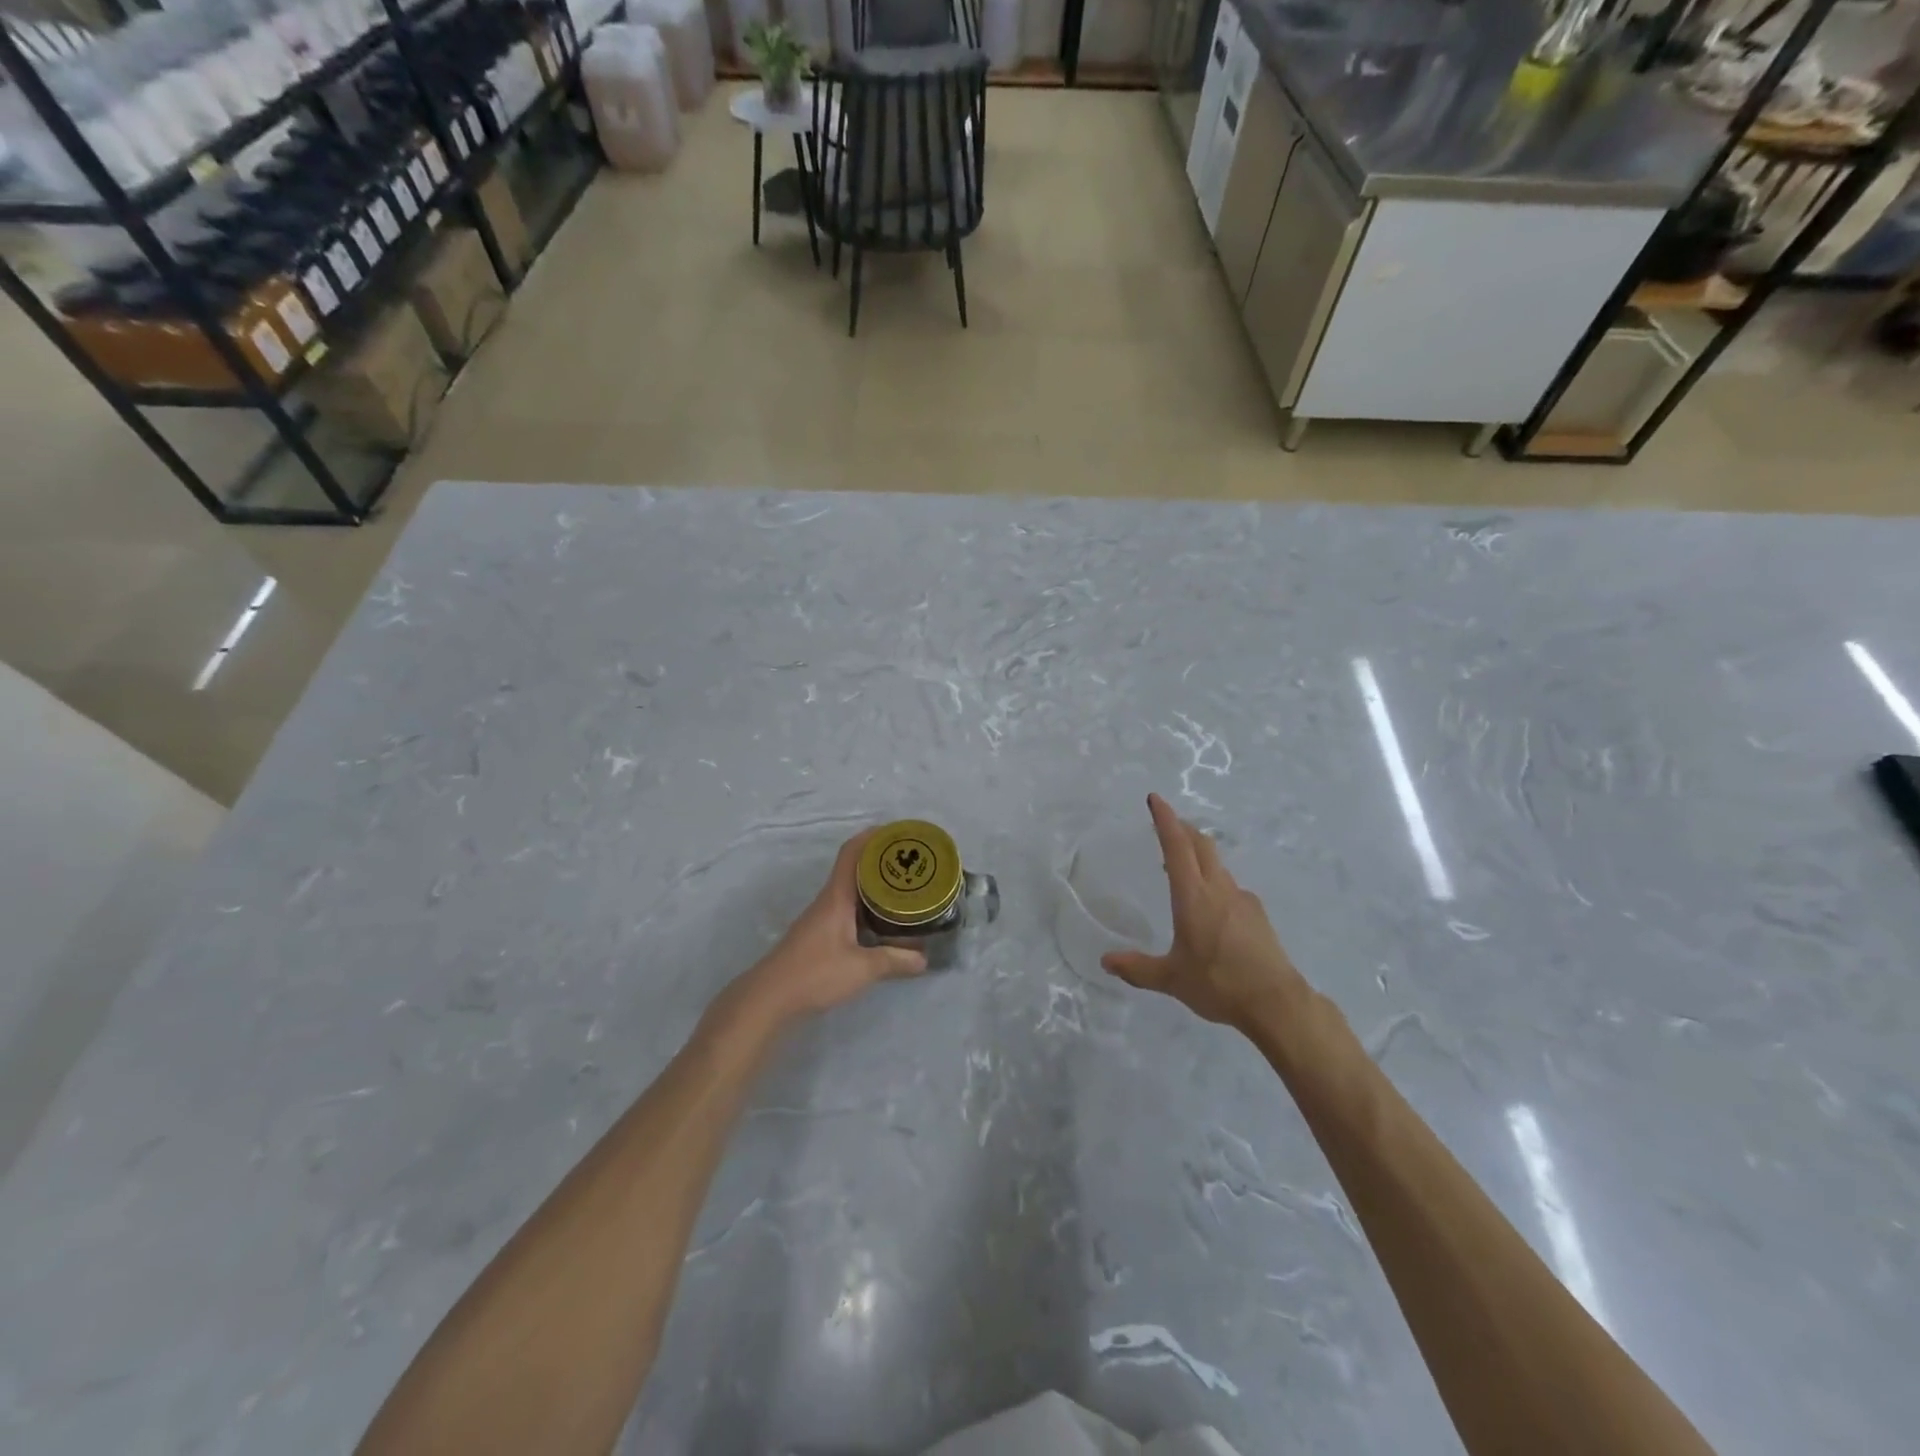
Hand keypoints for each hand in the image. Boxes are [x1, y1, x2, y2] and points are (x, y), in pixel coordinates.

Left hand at [737, 827, 927, 1021]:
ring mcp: (822, 918)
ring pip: (852, 890)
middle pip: (855, 868)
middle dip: (881, 861)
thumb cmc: (814, 974)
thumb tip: (924, 959)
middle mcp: (828, 901)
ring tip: (904, 889)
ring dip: (875, 885)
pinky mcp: (820, 935)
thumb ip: (894, 961)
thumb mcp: (862, 968)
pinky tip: (883, 921)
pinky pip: (848, 909)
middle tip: (912, 863)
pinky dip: (867, 906)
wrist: (769, 998)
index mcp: (836, 897)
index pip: (851, 853)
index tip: (897, 832)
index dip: (872, 836)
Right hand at [1102, 794, 1307, 1029]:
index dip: (1165, 820)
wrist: (1277, 1002)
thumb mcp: (1171, 978)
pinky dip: (1213, 880)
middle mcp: (1219, 889)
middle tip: (1166, 823)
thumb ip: (1137, 968)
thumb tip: (1106, 961)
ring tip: (1182, 865)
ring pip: (1217, 864)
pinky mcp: (1257, 915)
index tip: (1155, 799)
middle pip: (1201, 846)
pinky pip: (1230, 886)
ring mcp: (1242, 899)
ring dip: (1198, 854)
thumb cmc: (1219, 984)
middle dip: (1182, 828)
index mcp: (1193, 897)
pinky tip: (1210, 904)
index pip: (1177, 847)